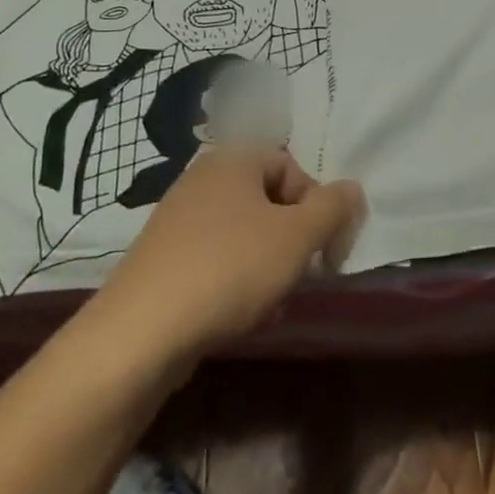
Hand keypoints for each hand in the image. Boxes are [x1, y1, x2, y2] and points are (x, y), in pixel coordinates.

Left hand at [90, 150, 362, 361]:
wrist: (141, 333)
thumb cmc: (231, 269)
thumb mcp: (297, 237)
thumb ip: (333, 208)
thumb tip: (352, 189)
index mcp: (232, 161)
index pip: (291, 167)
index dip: (316, 204)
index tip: (324, 245)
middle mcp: (201, 180)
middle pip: (267, 201)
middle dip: (292, 239)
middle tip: (300, 273)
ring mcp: (176, 220)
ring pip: (243, 234)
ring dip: (268, 264)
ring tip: (272, 301)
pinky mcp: (161, 259)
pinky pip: (215, 259)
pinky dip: (236, 280)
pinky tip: (242, 315)